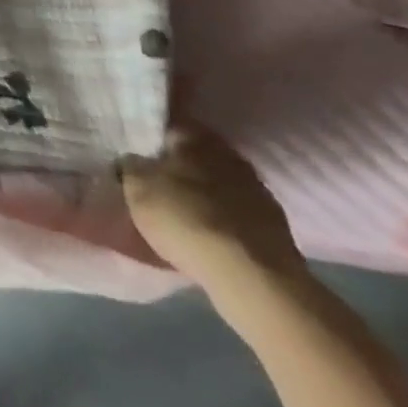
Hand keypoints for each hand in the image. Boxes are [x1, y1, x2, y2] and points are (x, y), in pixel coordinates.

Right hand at [121, 123, 304, 295]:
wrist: (252, 278)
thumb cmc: (184, 218)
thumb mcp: (136, 187)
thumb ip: (131, 166)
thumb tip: (133, 160)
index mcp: (195, 136)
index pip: (167, 128)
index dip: (150, 142)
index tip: (138, 156)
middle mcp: (229, 155)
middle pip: (196, 157)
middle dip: (179, 168)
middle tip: (157, 185)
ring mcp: (258, 192)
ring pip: (219, 186)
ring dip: (204, 196)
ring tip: (183, 215)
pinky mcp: (276, 229)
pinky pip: (238, 215)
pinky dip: (224, 222)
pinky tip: (210, 237)